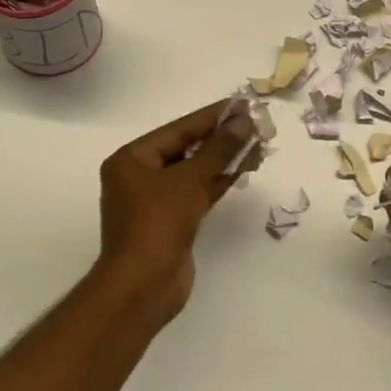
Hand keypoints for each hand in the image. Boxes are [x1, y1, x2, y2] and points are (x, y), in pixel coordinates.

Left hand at [96, 98, 257, 318]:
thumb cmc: (158, 224)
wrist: (143, 287)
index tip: (241, 104)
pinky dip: (219, 181)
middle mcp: (140, 176)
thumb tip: (244, 120)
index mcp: (131, 159)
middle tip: (255, 123)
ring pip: (195, 171)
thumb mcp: (189, 180)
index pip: (178, 129)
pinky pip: (198, 192)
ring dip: (224, 159)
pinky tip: (244, 169)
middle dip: (220, 138)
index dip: (211, 116)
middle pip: (186, 148)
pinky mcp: (172, 221)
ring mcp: (156, 201)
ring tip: (258, 143)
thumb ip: (218, 149)